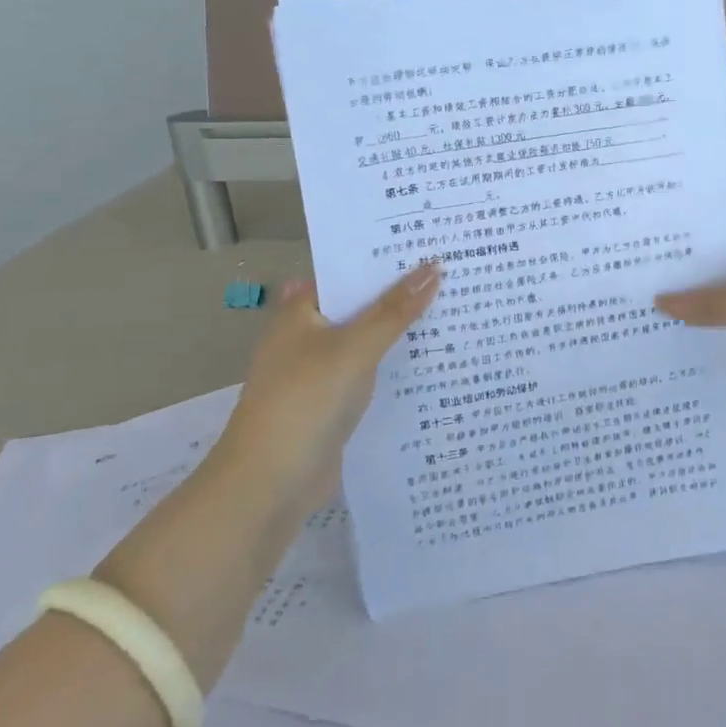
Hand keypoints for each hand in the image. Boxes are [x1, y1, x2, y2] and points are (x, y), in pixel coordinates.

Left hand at [222, 260, 441, 494]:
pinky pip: (371, 372)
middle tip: (454, 271)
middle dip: (401, 293)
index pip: (347, 271)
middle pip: (361, 305)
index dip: (383, 258)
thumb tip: (433, 266)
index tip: (428, 243)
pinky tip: (434, 359)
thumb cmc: (305, 401)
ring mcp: (320, 371)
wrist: (270, 483)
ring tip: (455, 308)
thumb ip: (395, 310)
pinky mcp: (333, 403)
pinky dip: (395, 365)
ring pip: (368, 340)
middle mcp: (307, 336)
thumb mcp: (354, 348)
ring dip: (401, 331)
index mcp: (301, 311)